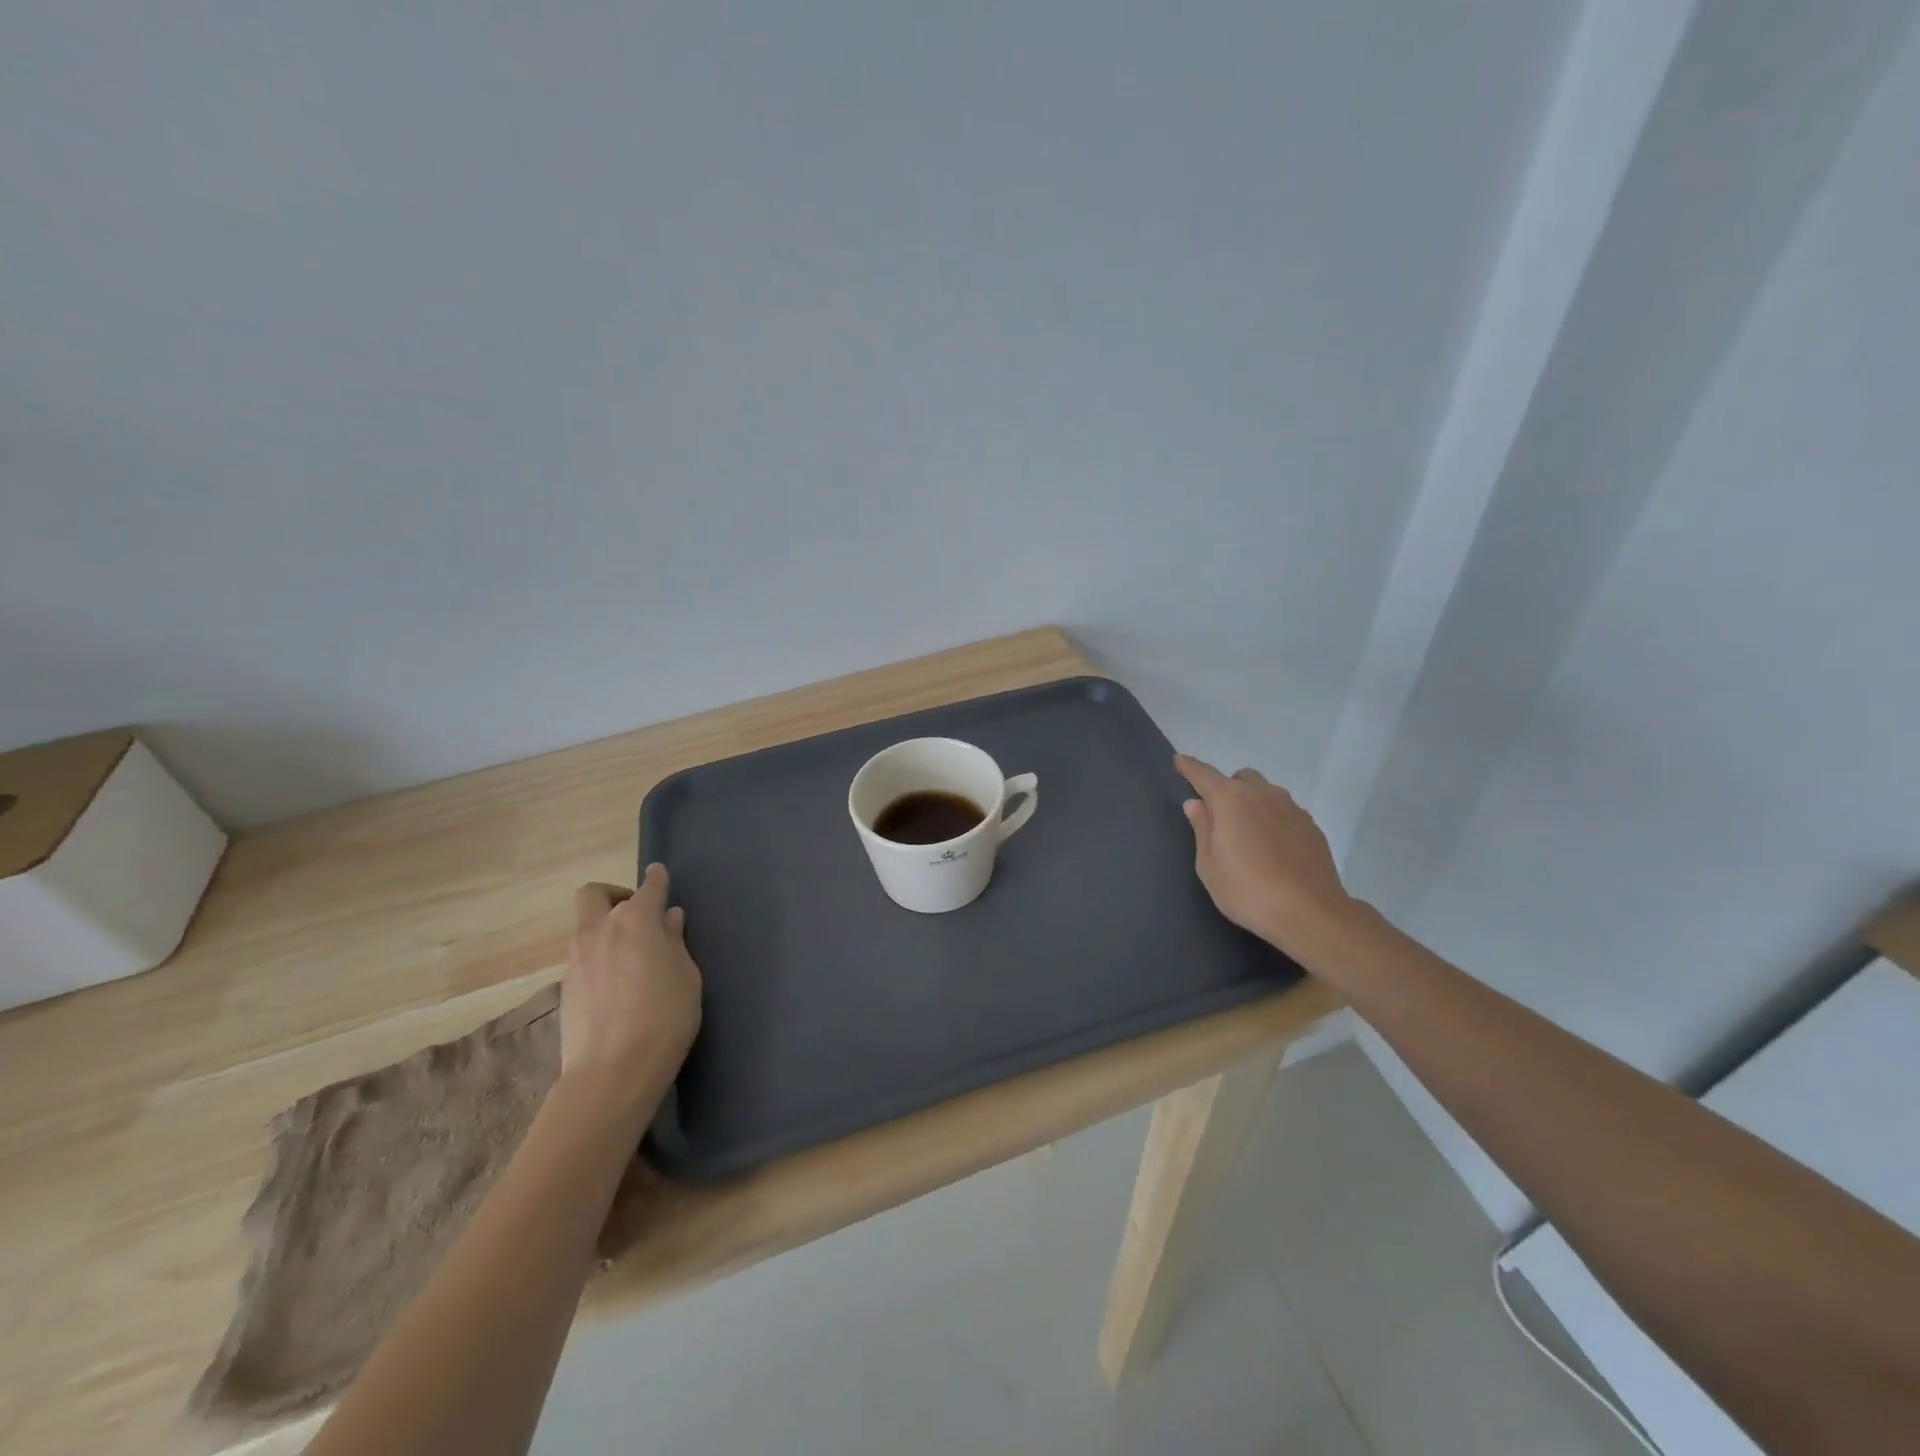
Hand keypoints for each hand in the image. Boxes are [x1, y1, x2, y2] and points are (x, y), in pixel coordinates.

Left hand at [561, 864, 702, 1108]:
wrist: (611, 1073)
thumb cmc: (664, 1017)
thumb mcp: (686, 976)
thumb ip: (674, 942)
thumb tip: (667, 919)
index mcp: (636, 921)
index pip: (648, 888)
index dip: (656, 880)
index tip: (660, 875)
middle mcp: (600, 931)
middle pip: (595, 895)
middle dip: (615, 894)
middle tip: (638, 914)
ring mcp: (576, 959)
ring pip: (586, 927)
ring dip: (605, 928)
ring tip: (631, 953)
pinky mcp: (565, 988)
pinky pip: (582, 957)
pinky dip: (598, 957)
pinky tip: (617, 982)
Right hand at [1174, 753, 1357, 956]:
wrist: (1311, 914)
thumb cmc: (1247, 890)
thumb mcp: (1209, 865)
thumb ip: (1202, 828)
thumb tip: (1196, 804)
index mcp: (1231, 800)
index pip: (1204, 774)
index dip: (1189, 767)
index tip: (1179, 761)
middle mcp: (1263, 794)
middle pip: (1240, 778)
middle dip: (1226, 787)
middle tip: (1219, 816)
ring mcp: (1292, 808)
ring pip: (1266, 792)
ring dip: (1252, 801)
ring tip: (1247, 833)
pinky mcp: (1311, 827)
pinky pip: (1285, 811)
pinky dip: (1273, 819)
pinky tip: (1272, 848)